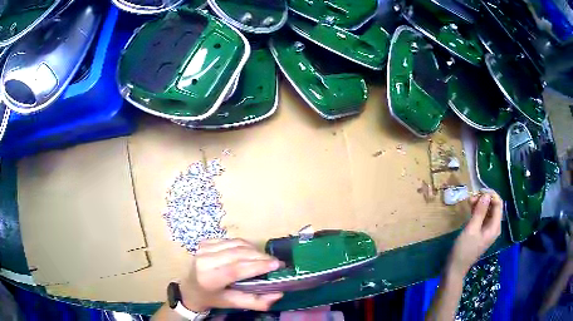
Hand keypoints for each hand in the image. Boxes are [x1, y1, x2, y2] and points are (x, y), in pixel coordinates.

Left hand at [180, 238, 282, 311]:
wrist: (190, 288)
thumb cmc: (212, 298)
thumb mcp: (233, 303)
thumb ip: (256, 301)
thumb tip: (279, 293)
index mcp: (209, 278)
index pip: (235, 269)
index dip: (257, 266)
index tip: (277, 265)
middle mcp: (204, 260)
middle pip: (238, 253)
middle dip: (260, 257)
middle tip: (276, 263)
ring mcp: (203, 248)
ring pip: (237, 244)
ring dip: (254, 250)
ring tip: (265, 259)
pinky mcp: (205, 242)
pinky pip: (231, 240)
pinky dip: (244, 246)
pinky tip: (250, 254)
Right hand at [448, 191, 502, 275]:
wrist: (455, 268)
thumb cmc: (464, 250)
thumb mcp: (471, 229)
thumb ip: (480, 212)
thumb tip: (486, 195)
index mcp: (495, 227)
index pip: (498, 204)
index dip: (491, 195)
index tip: (478, 191)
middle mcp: (494, 227)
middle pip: (494, 206)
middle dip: (484, 199)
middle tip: (472, 197)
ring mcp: (487, 230)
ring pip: (487, 211)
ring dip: (480, 204)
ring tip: (469, 202)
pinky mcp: (481, 232)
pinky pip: (483, 217)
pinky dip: (477, 211)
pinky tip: (470, 208)